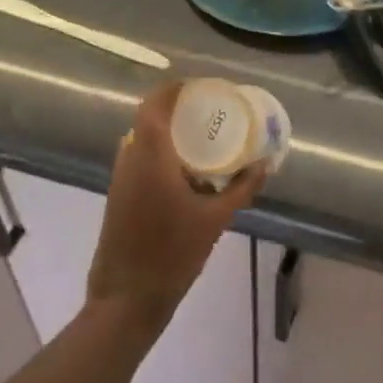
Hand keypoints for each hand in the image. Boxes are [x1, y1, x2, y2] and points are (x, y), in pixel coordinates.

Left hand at [88, 81, 267, 331]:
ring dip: (168, 132)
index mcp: (151, 157)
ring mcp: (120, 178)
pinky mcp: (118, 195)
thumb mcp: (216, 219)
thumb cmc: (173, 253)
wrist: (127, 297)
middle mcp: (130, 159)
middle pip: (149, 119)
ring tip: (201, 136)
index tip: (201, 85)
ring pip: (142, 139)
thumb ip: (242, 188)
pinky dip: (161, 153)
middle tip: (209, 110)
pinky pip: (140, 159)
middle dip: (177, 109)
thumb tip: (264, 164)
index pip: (155, 105)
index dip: (174, 88)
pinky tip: (186, 169)